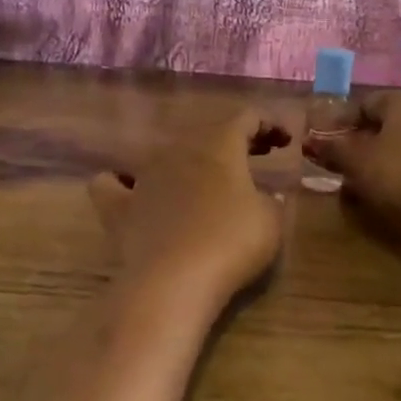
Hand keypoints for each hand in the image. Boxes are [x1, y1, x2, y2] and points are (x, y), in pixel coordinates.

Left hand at [89, 108, 290, 311]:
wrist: (173, 282)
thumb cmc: (231, 242)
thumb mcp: (271, 220)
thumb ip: (270, 200)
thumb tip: (263, 197)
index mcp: (219, 145)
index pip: (247, 118)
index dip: (270, 124)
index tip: (287, 141)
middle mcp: (179, 150)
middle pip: (209, 133)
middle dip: (236, 141)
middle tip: (259, 156)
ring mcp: (144, 177)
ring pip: (166, 153)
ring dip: (191, 160)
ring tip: (208, 179)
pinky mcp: (119, 208)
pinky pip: (112, 185)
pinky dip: (122, 183)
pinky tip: (132, 191)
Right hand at [301, 90, 400, 235]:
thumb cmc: (396, 173)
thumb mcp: (356, 160)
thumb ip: (332, 147)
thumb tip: (311, 141)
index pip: (366, 104)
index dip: (342, 123)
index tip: (327, 145)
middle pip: (387, 122)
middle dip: (363, 140)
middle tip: (344, 162)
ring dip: (383, 155)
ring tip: (364, 178)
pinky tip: (391, 188)